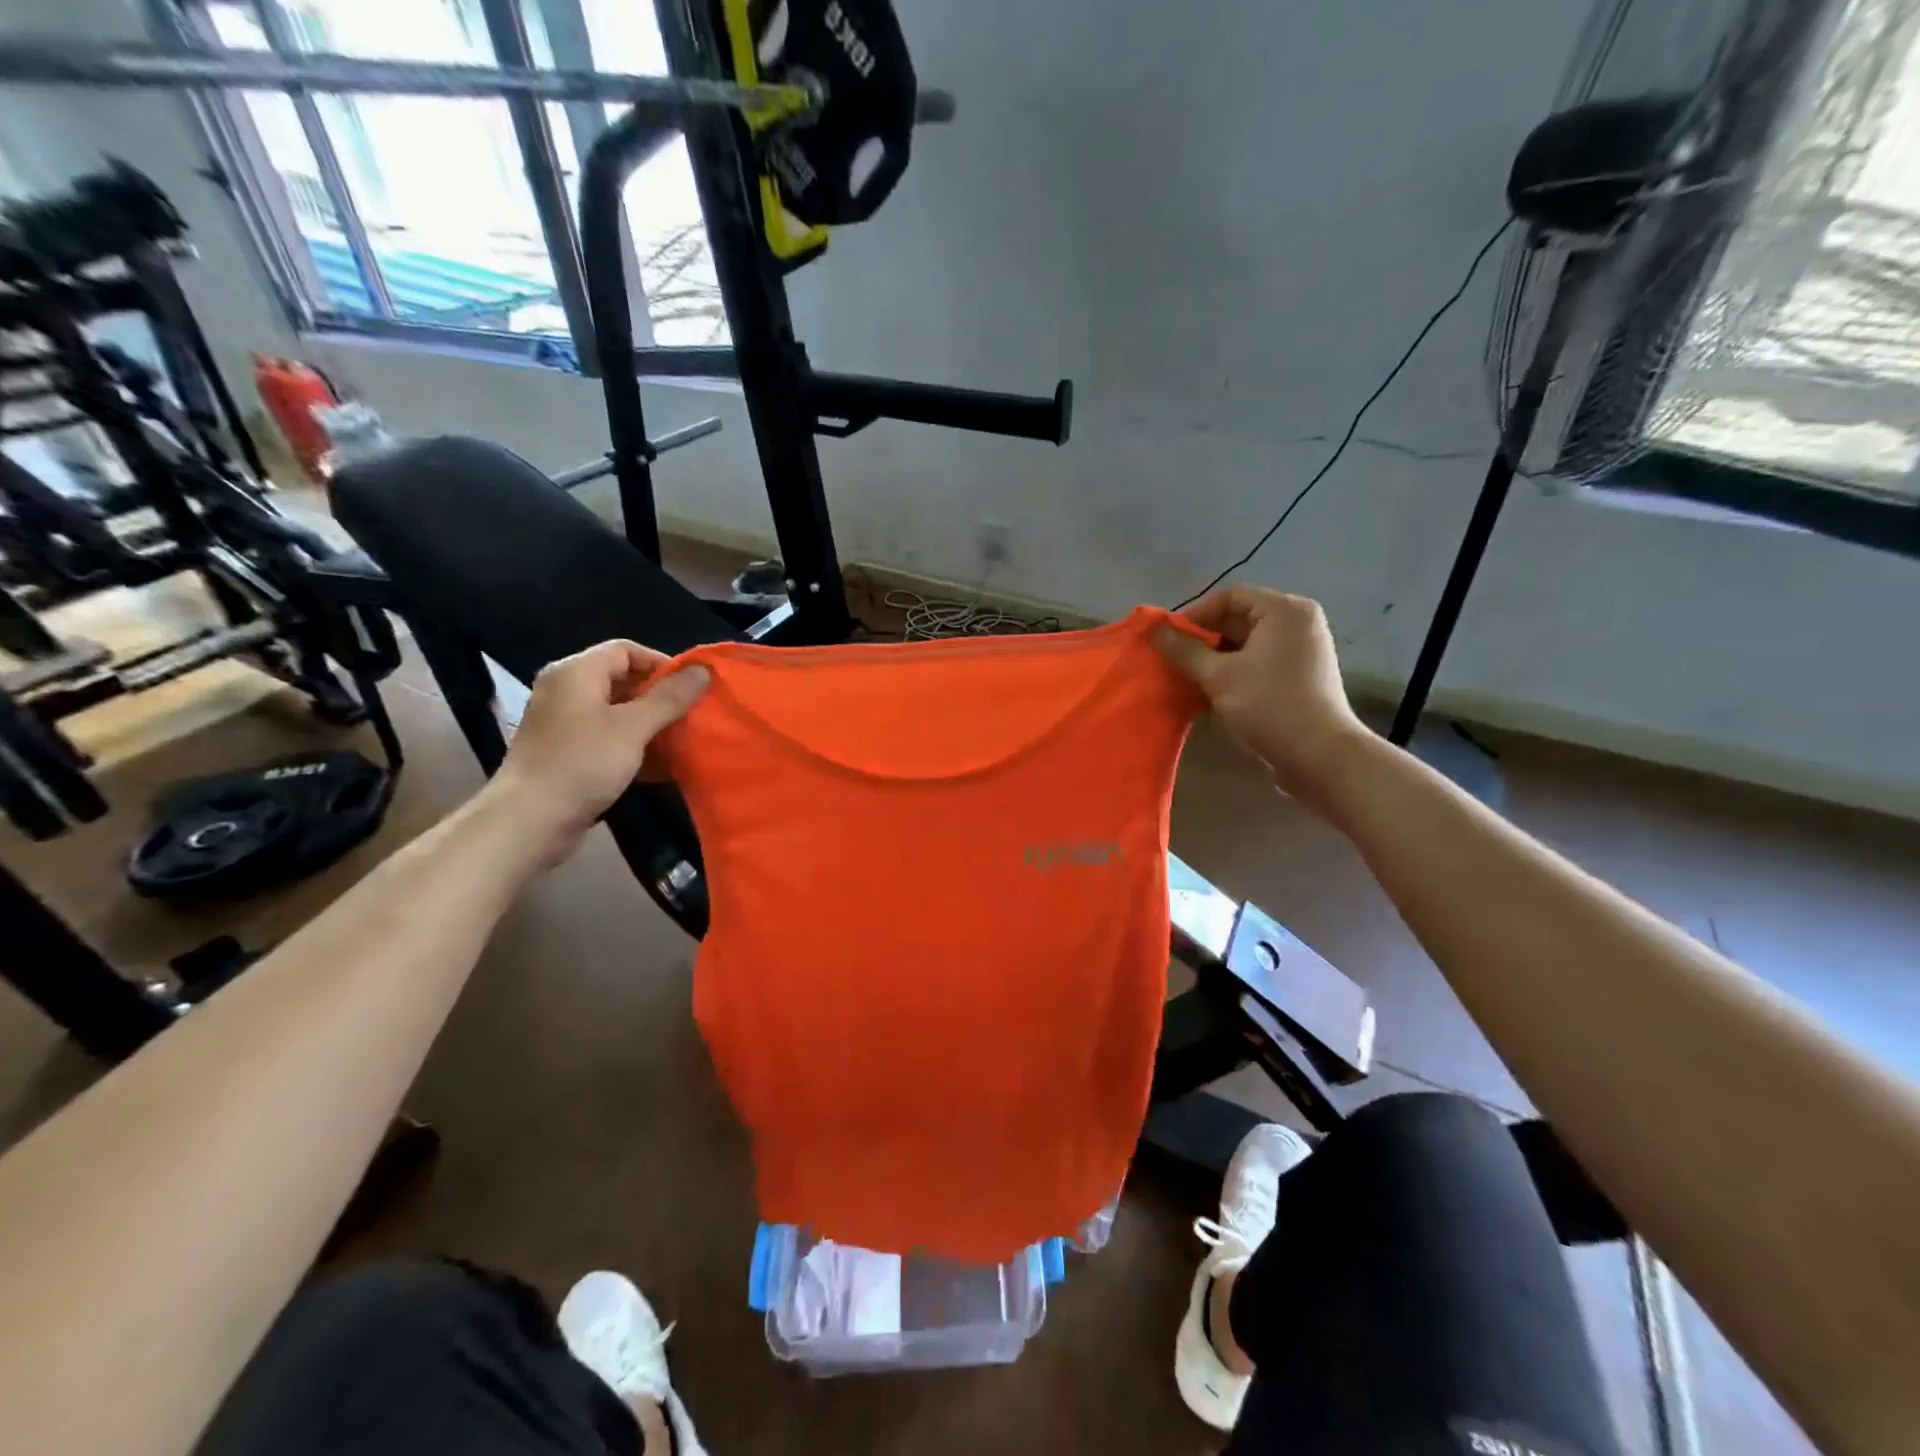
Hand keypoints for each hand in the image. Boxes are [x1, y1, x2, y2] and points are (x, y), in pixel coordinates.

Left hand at [487, 640, 708, 865]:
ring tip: (682, 740)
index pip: (626, 650)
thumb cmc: (582, 764)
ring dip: (651, 723)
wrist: (529, 821)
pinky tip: (660, 765)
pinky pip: (608, 737)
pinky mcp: (567, 752)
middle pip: (622, 679)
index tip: (693, 688)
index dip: (662, 664)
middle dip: (660, 696)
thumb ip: (670, 697)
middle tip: (692, 715)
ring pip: (618, 711)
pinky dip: (634, 745)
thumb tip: (702, 671)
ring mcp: (564, 723)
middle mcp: (566, 690)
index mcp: (576, 672)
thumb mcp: (633, 727)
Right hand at [1156, 587, 1373, 808]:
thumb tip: (1154, 631)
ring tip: (1187, 678)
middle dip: (1203, 640)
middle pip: (1239, 619)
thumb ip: (1184, 651)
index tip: (1169, 639)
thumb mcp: (1219, 676)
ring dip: (1214, 660)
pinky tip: (1210, 693)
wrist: (1319, 755)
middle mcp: (1297, 623)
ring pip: (1246, 645)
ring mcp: (1301, 651)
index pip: (1230, 597)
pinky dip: (1233, 673)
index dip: (1195, 615)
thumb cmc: (1269, 705)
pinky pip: (1258, 663)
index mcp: (1284, 611)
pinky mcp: (1298, 677)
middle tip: (1173, 660)